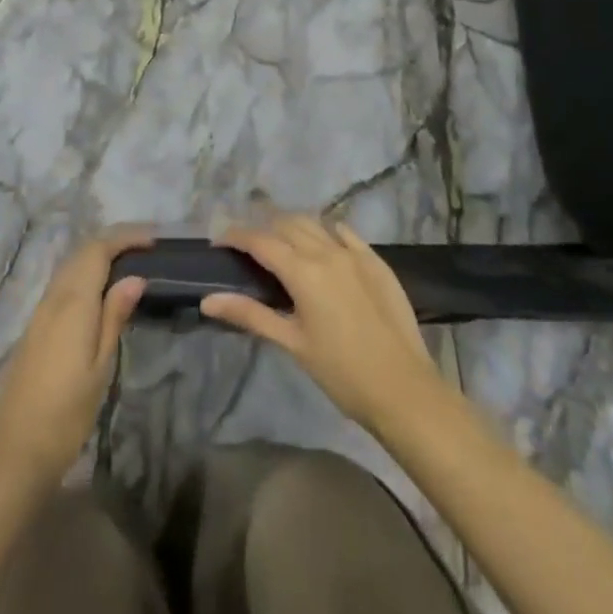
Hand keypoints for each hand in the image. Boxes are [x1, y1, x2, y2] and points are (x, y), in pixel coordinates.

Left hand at [0, 227, 150, 483]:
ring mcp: (40, 311)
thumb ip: (115, 316)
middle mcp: (54, 297)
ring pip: (70, 266)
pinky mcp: (35, 326)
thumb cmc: (66, 413)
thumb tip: (135, 277)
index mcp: (73, 301)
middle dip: (113, 241)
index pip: (98, 249)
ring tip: (129, 263)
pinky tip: (100, 289)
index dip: (126, 237)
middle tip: (146, 247)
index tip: (154, 239)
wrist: (14, 451)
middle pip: (82, 252)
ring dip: (98, 255)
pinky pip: (63, 282)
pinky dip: (85, 272)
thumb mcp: (100, 366)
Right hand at [201, 214, 444, 432]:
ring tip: (280, 244)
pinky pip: (345, 233)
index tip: (218, 242)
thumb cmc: (342, 373)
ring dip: (292, 227)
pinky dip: (326, 231)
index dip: (235, 236)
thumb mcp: (292, 343)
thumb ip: (250, 314)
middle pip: (286, 225)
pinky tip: (322, 244)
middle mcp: (327, 251)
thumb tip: (208, 300)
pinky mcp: (376, 261)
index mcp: (303, 271)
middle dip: (262, 230)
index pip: (260, 241)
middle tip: (247, 248)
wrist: (404, 390)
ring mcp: (355, 253)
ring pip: (315, 224)